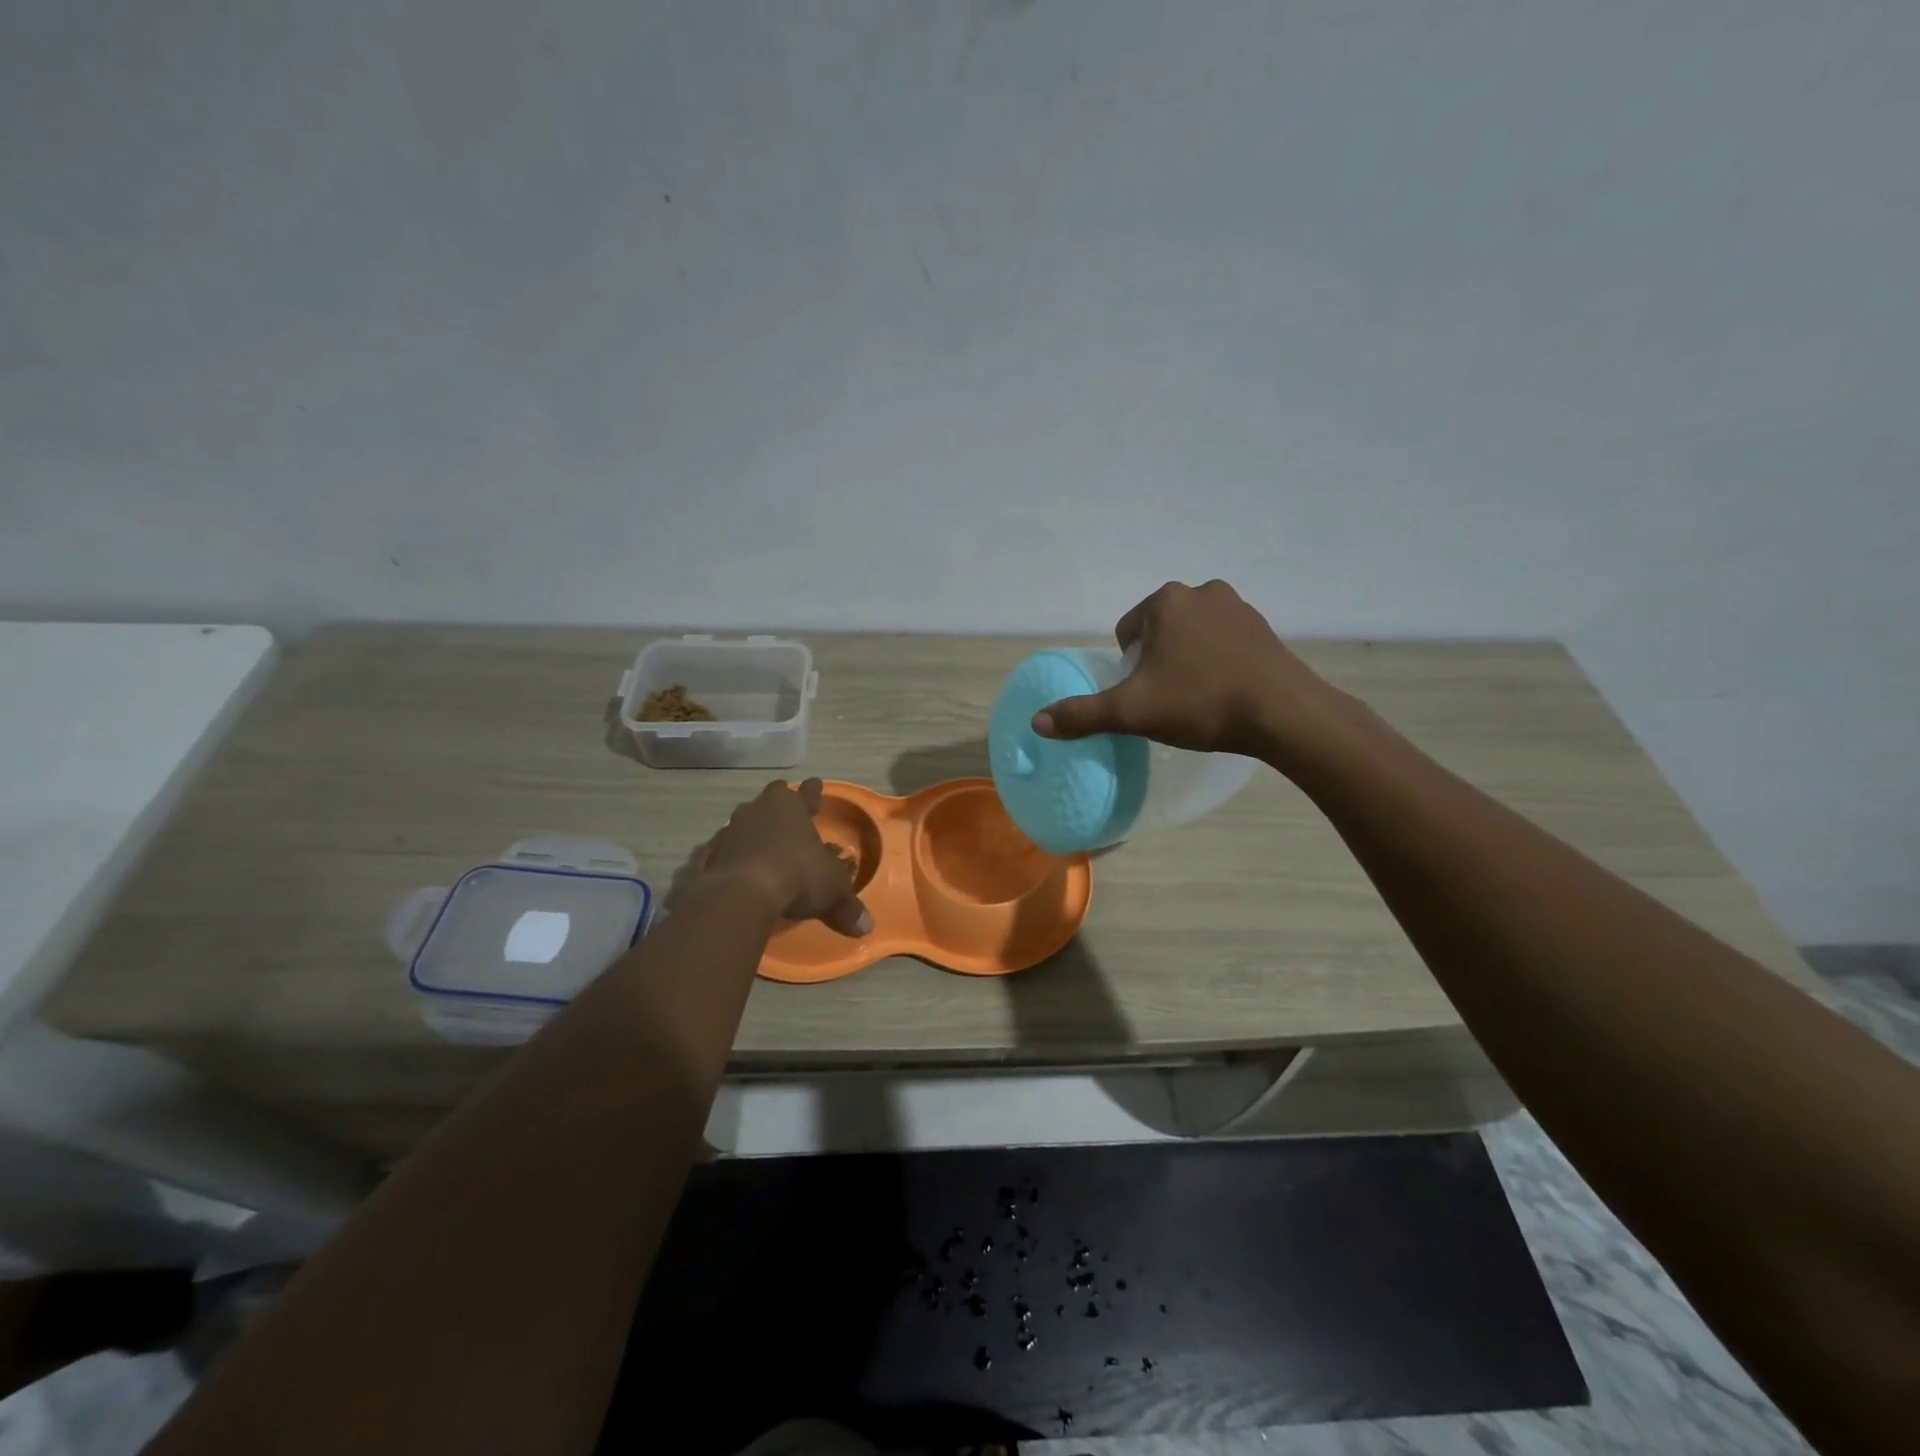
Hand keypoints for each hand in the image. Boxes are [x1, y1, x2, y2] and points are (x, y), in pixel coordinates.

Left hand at [701, 779, 872, 936]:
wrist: (741, 894)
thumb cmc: (797, 876)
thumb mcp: (832, 891)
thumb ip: (847, 906)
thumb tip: (867, 927)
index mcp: (792, 808)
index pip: (806, 793)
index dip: (813, 791)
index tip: (815, 783)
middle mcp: (760, 811)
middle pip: (771, 799)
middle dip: (779, 805)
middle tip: (785, 811)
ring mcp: (731, 830)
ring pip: (744, 820)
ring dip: (753, 829)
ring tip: (760, 841)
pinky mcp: (710, 854)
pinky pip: (724, 849)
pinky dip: (732, 855)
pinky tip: (737, 867)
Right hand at [1031, 579, 1334, 756]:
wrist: (1284, 715)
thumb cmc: (1201, 703)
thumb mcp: (1132, 712)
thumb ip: (1083, 715)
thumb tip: (1037, 722)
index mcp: (1166, 601)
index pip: (1128, 632)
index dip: (1129, 667)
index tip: (1146, 695)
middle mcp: (1202, 592)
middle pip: (1160, 631)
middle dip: (1158, 661)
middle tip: (1170, 699)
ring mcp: (1239, 608)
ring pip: (1193, 636)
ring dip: (1188, 660)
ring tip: (1199, 698)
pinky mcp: (1265, 629)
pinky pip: (1225, 643)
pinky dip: (1218, 663)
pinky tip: (1227, 693)